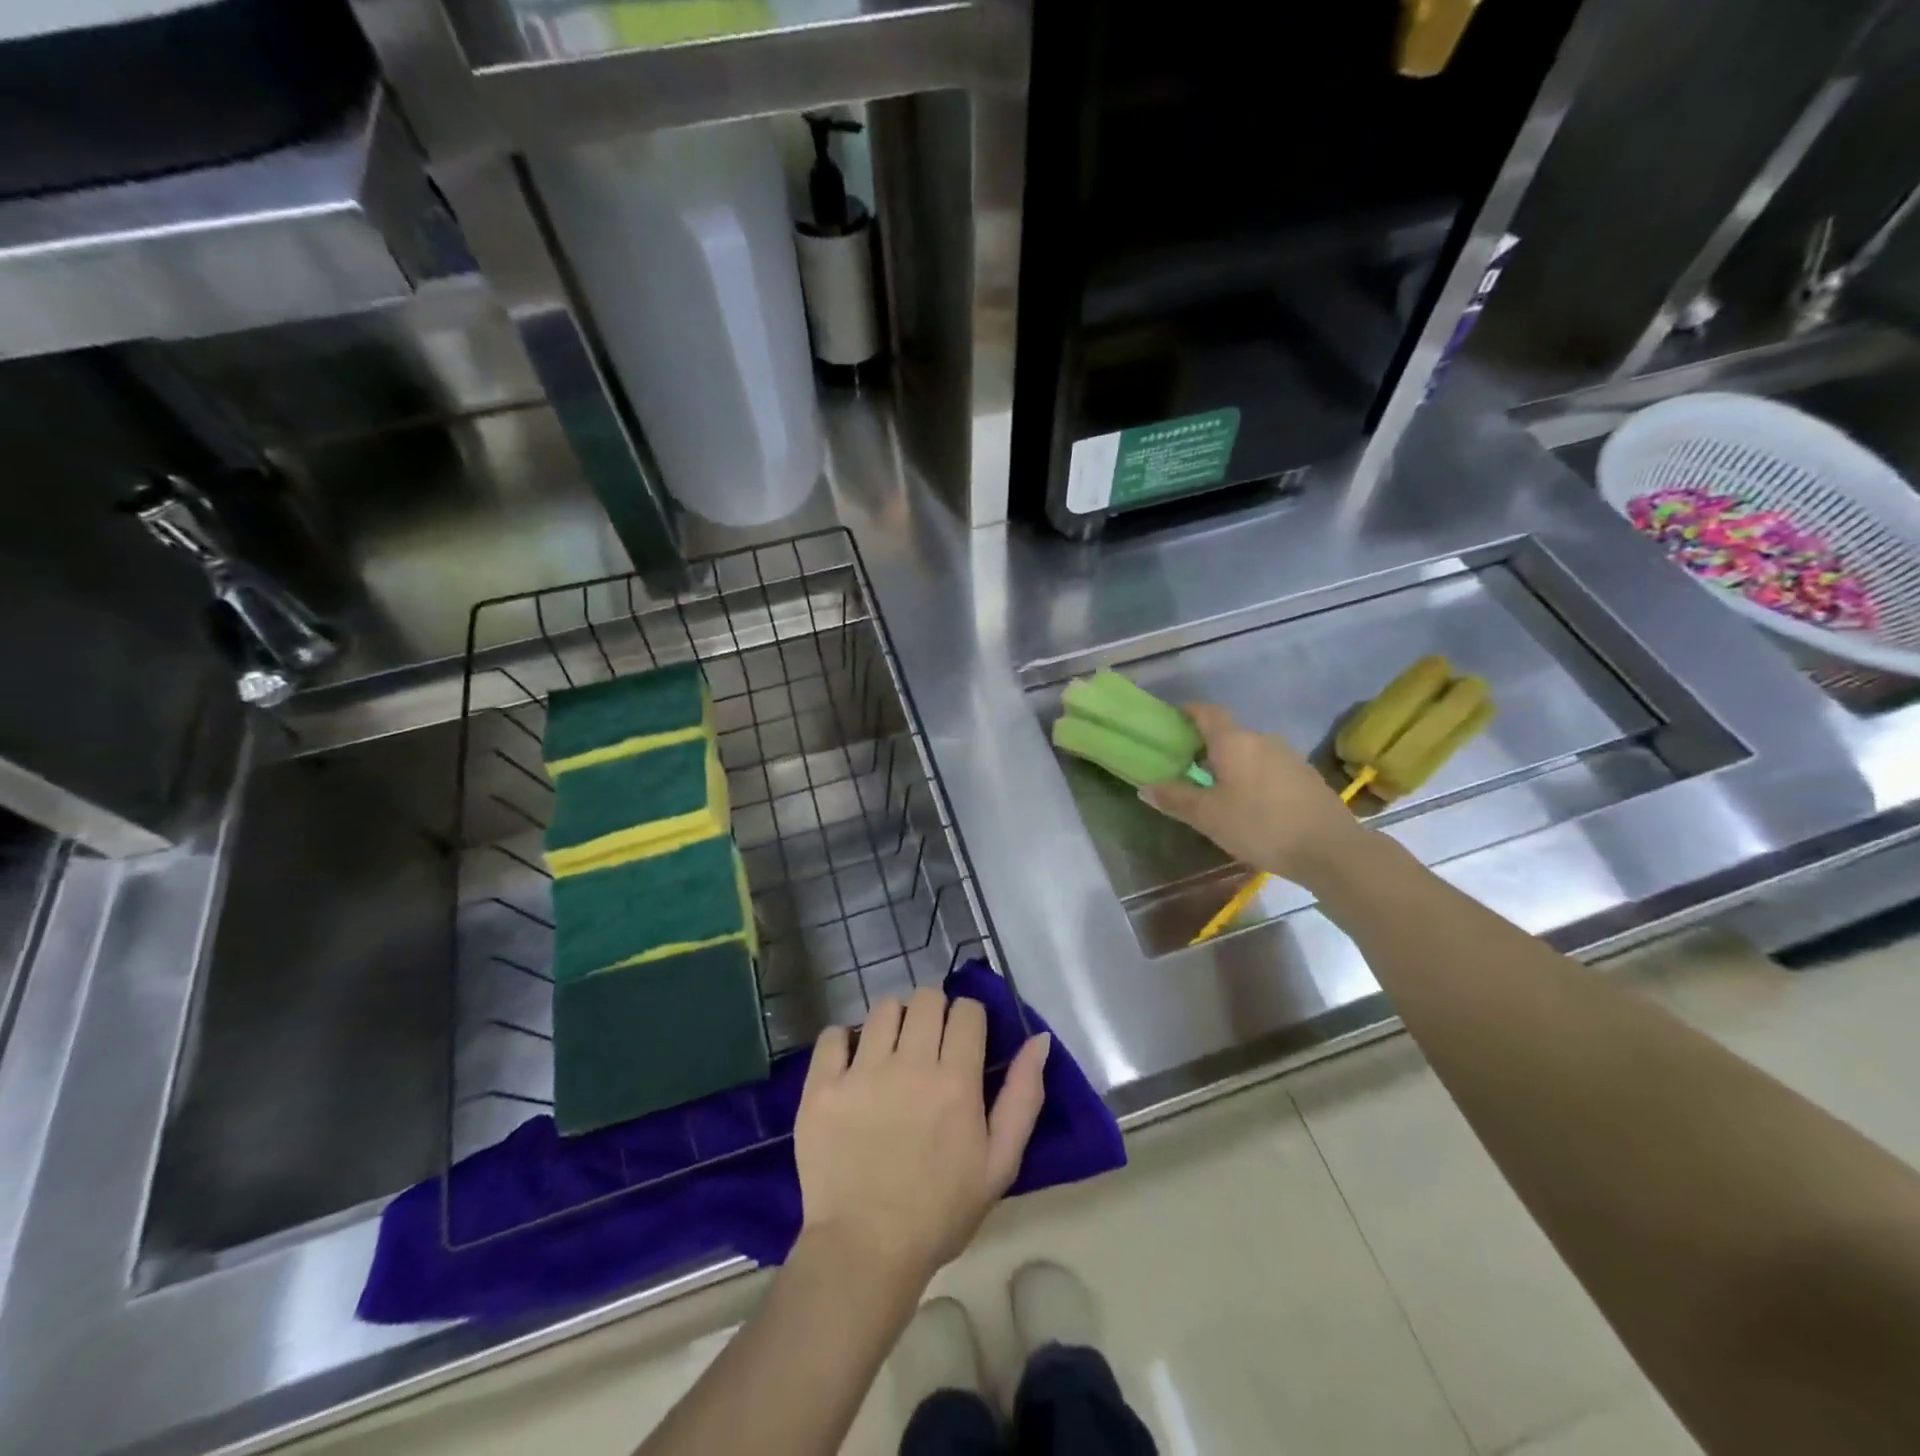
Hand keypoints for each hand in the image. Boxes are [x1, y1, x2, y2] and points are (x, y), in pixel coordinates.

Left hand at [795, 986, 1050, 1288]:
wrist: (865, 1252)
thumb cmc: (940, 1211)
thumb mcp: (999, 1163)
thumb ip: (1023, 1097)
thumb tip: (1038, 1039)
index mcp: (955, 1080)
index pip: (967, 1010)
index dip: (970, 1018)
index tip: (965, 1038)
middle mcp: (910, 1064)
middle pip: (926, 998)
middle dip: (934, 1011)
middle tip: (929, 1042)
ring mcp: (861, 1072)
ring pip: (883, 1008)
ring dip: (894, 1020)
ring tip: (892, 1050)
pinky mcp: (822, 1086)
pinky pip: (833, 1034)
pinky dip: (843, 1040)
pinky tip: (850, 1063)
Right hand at [1141, 703, 1368, 885]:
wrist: (1330, 849)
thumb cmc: (1260, 826)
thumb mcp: (1208, 816)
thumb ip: (1175, 799)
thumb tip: (1145, 787)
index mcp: (1234, 741)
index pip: (1207, 712)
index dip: (1188, 712)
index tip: (1172, 722)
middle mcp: (1262, 739)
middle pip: (1228, 733)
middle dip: (1206, 746)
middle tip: (1187, 767)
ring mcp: (1288, 756)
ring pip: (1250, 752)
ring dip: (1231, 764)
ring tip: (1217, 790)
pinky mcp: (1305, 776)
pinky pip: (1269, 767)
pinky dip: (1253, 777)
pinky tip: (1250, 804)